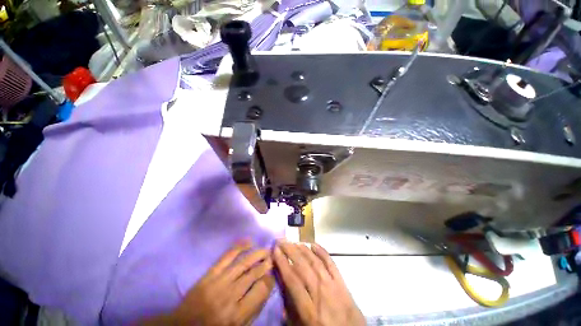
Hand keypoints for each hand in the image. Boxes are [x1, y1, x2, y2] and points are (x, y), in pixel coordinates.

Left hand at [141, 240, 274, 324]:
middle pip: (253, 274)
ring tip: (266, 249)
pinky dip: (239, 247)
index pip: (261, 290)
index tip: (273, 273)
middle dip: (266, 264)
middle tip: (273, 257)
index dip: (270, 279)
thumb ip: (253, 310)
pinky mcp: (209, 274)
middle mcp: (229, 296)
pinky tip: (249, 241)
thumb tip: (266, 287)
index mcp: (236, 315)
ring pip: (243, 263)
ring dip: (257, 254)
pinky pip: (226, 257)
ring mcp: (218, 283)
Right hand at [273, 241, 364, 325]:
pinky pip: (331, 263)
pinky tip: (314, 244)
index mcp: (309, 310)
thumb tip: (282, 288)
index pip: (292, 280)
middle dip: (290, 251)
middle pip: (303, 267)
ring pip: (315, 262)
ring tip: (294, 242)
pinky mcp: (342, 283)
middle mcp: (320, 293)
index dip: (282, 263)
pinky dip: (322, 252)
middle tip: (281, 241)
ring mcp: (333, 286)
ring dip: (303, 250)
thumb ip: (291, 310)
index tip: (275, 250)